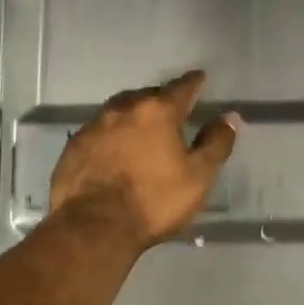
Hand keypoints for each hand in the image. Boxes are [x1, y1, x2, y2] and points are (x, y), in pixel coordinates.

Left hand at [50, 71, 240, 249]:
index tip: (200, 78)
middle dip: (161, 98)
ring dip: (133, 113)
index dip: (193, 82)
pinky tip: (113, 147)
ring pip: (119, 110)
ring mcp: (94, 126)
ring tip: (141, 125)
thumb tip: (230, 117)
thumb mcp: (198, 176)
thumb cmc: (154, 201)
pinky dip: (111, 134)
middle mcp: (123, 109)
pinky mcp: (73, 146)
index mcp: (157, 111)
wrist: (94, 226)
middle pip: (147, 95)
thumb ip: (216, 143)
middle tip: (171, 108)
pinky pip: (98, 130)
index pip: (181, 88)